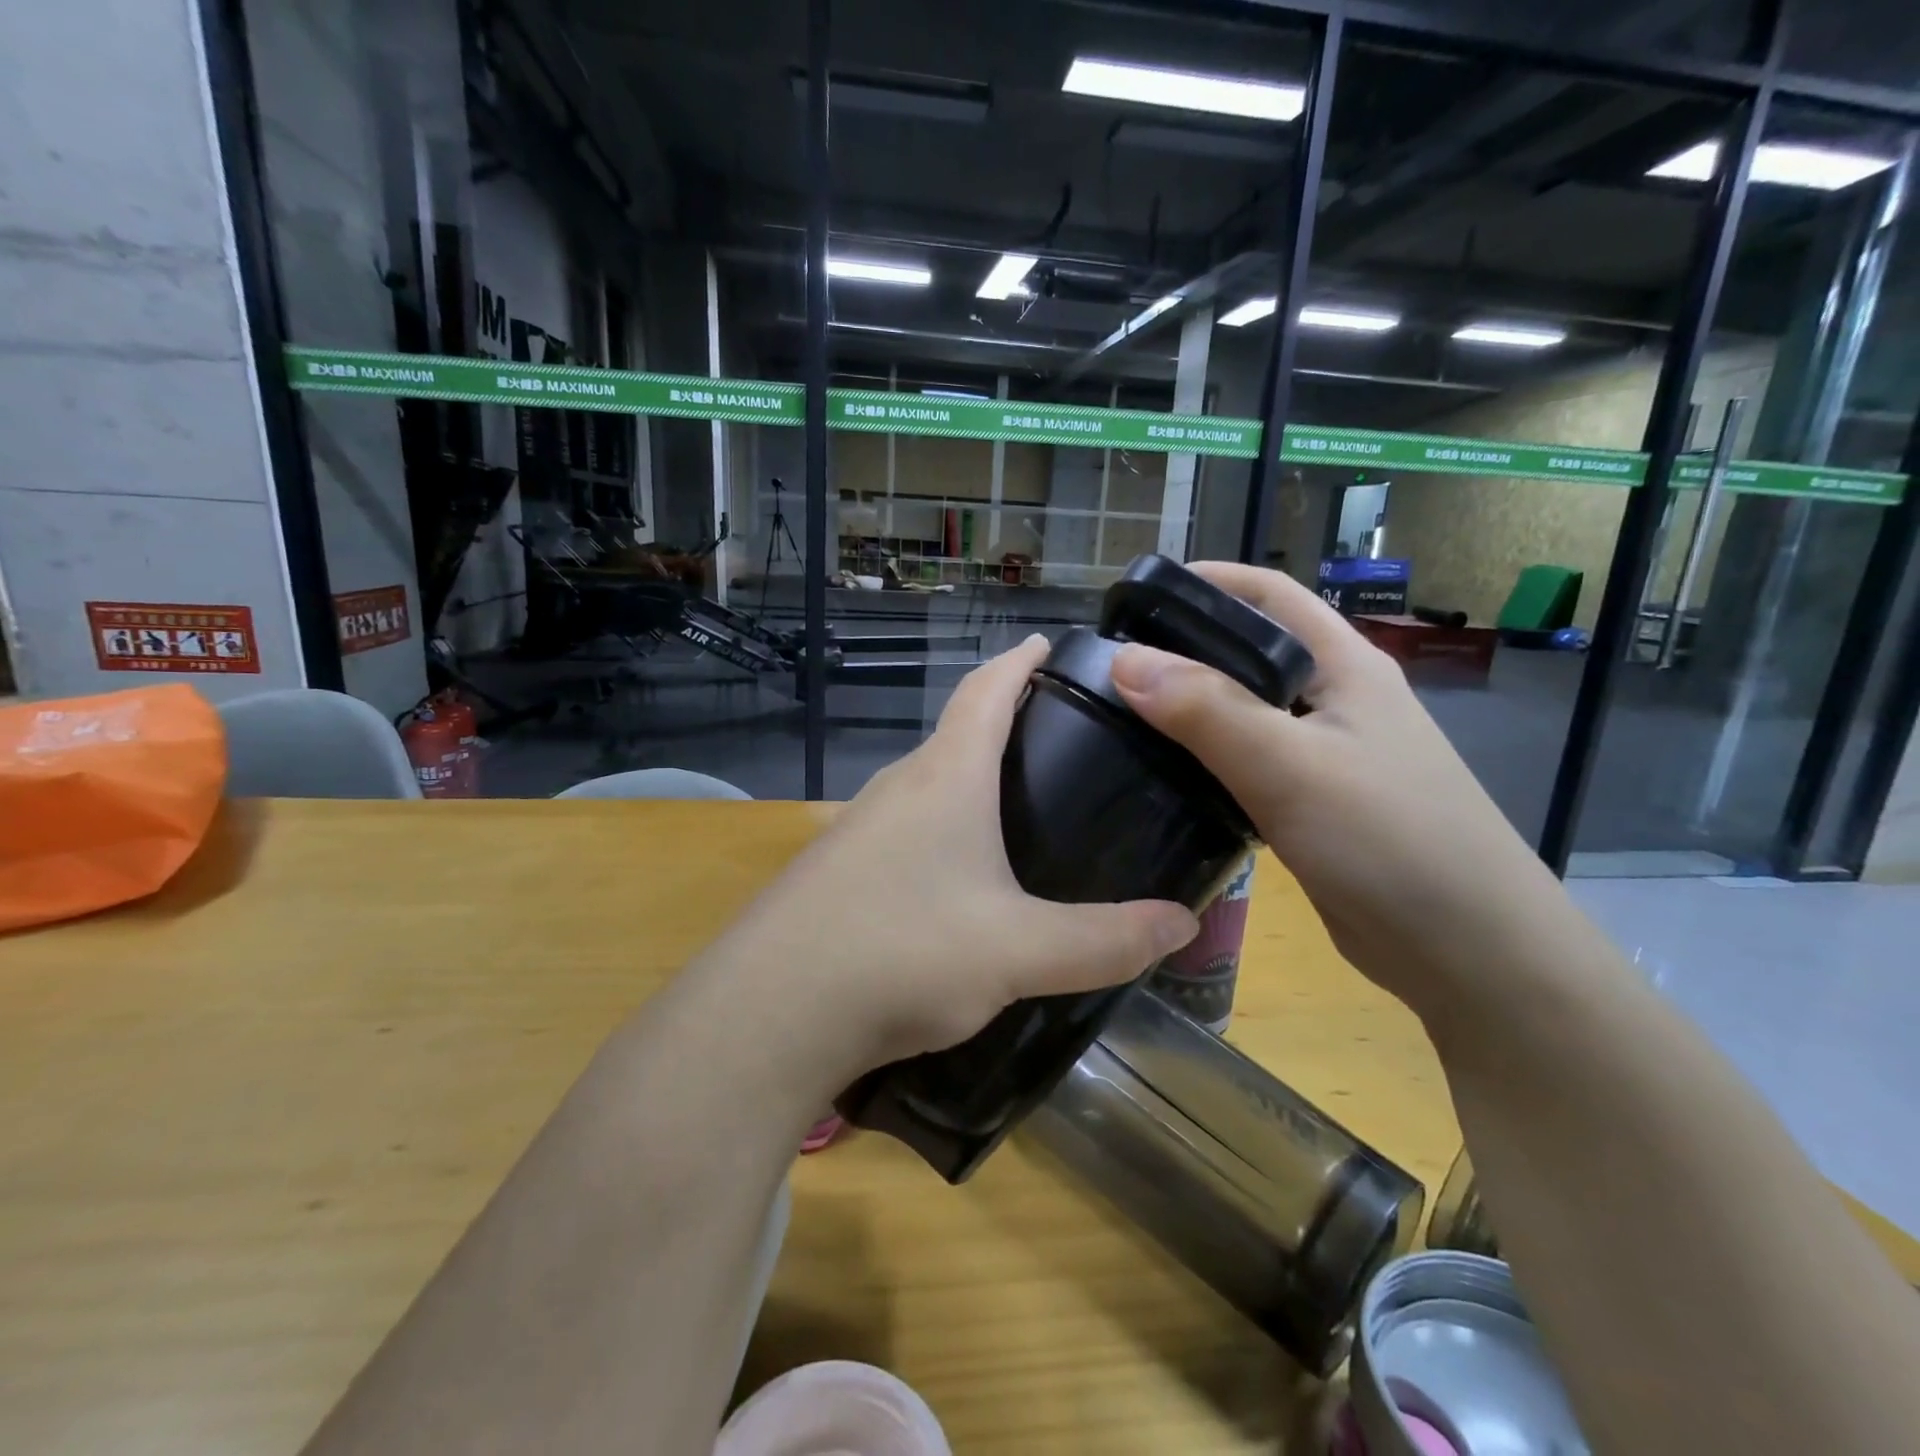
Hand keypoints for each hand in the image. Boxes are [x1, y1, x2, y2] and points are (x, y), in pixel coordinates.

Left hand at [709, 636, 1197, 1088]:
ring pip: (925, 787)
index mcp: (945, 779)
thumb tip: (1183, 924)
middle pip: (955, 736)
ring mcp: (856, 829)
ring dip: (967, 785)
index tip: (1048, 645)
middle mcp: (896, 789)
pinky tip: (954, 881)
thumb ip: (1105, 941)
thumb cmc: (903, 954)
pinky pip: (899, 832)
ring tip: (1015, 813)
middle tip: (1058, 746)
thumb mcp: (1020, 952)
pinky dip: (937, 833)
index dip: (1020, 663)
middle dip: (1002, 727)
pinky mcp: (834, 872)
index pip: (986, 692)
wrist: (770, 1012)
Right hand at [1108, 563, 1566, 1016]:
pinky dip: (1203, 760)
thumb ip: (1208, 711)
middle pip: (1249, 654)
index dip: (1207, 583)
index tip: (1136, 599)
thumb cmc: (1389, 840)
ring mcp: (1324, 755)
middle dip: (1184, 649)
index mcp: (1344, 666)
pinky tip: (1163, 776)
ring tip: (1121, 717)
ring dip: (1190, 709)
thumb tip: (1124, 660)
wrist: (1465, 952)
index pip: (1270, 596)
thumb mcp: (1291, 766)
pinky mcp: (1310, 804)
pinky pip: (1245, 765)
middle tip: (1112, 666)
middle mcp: (1334, 700)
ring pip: (1243, 714)